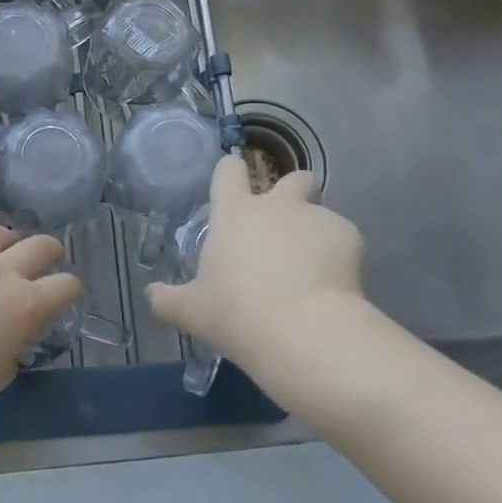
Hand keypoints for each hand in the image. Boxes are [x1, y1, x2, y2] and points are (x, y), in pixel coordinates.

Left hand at [0, 227, 81, 431]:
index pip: (65, 285)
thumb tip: (12, 333)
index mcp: (25, 305)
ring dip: (3, 242)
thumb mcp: (0, 374)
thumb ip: (14, 344)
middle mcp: (1, 271)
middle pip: (39, 244)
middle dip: (48, 251)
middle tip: (45, 258)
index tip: (63, 295)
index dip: (68, 290)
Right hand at [145, 156, 365, 380]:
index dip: (232, 173)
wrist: (304, 332)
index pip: (229, 170)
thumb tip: (151, 295)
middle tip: (289, 226)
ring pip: (321, 213)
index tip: (234, 187)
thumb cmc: (237, 314)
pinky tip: (336, 290)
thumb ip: (168, 300)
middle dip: (295, 192)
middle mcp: (276, 205)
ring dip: (317, 234)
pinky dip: (341, 259)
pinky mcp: (351, 236)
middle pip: (293, 178)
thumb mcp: (193, 312)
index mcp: (235, 213)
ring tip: (316, 274)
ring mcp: (316, 217)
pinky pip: (344, 241)